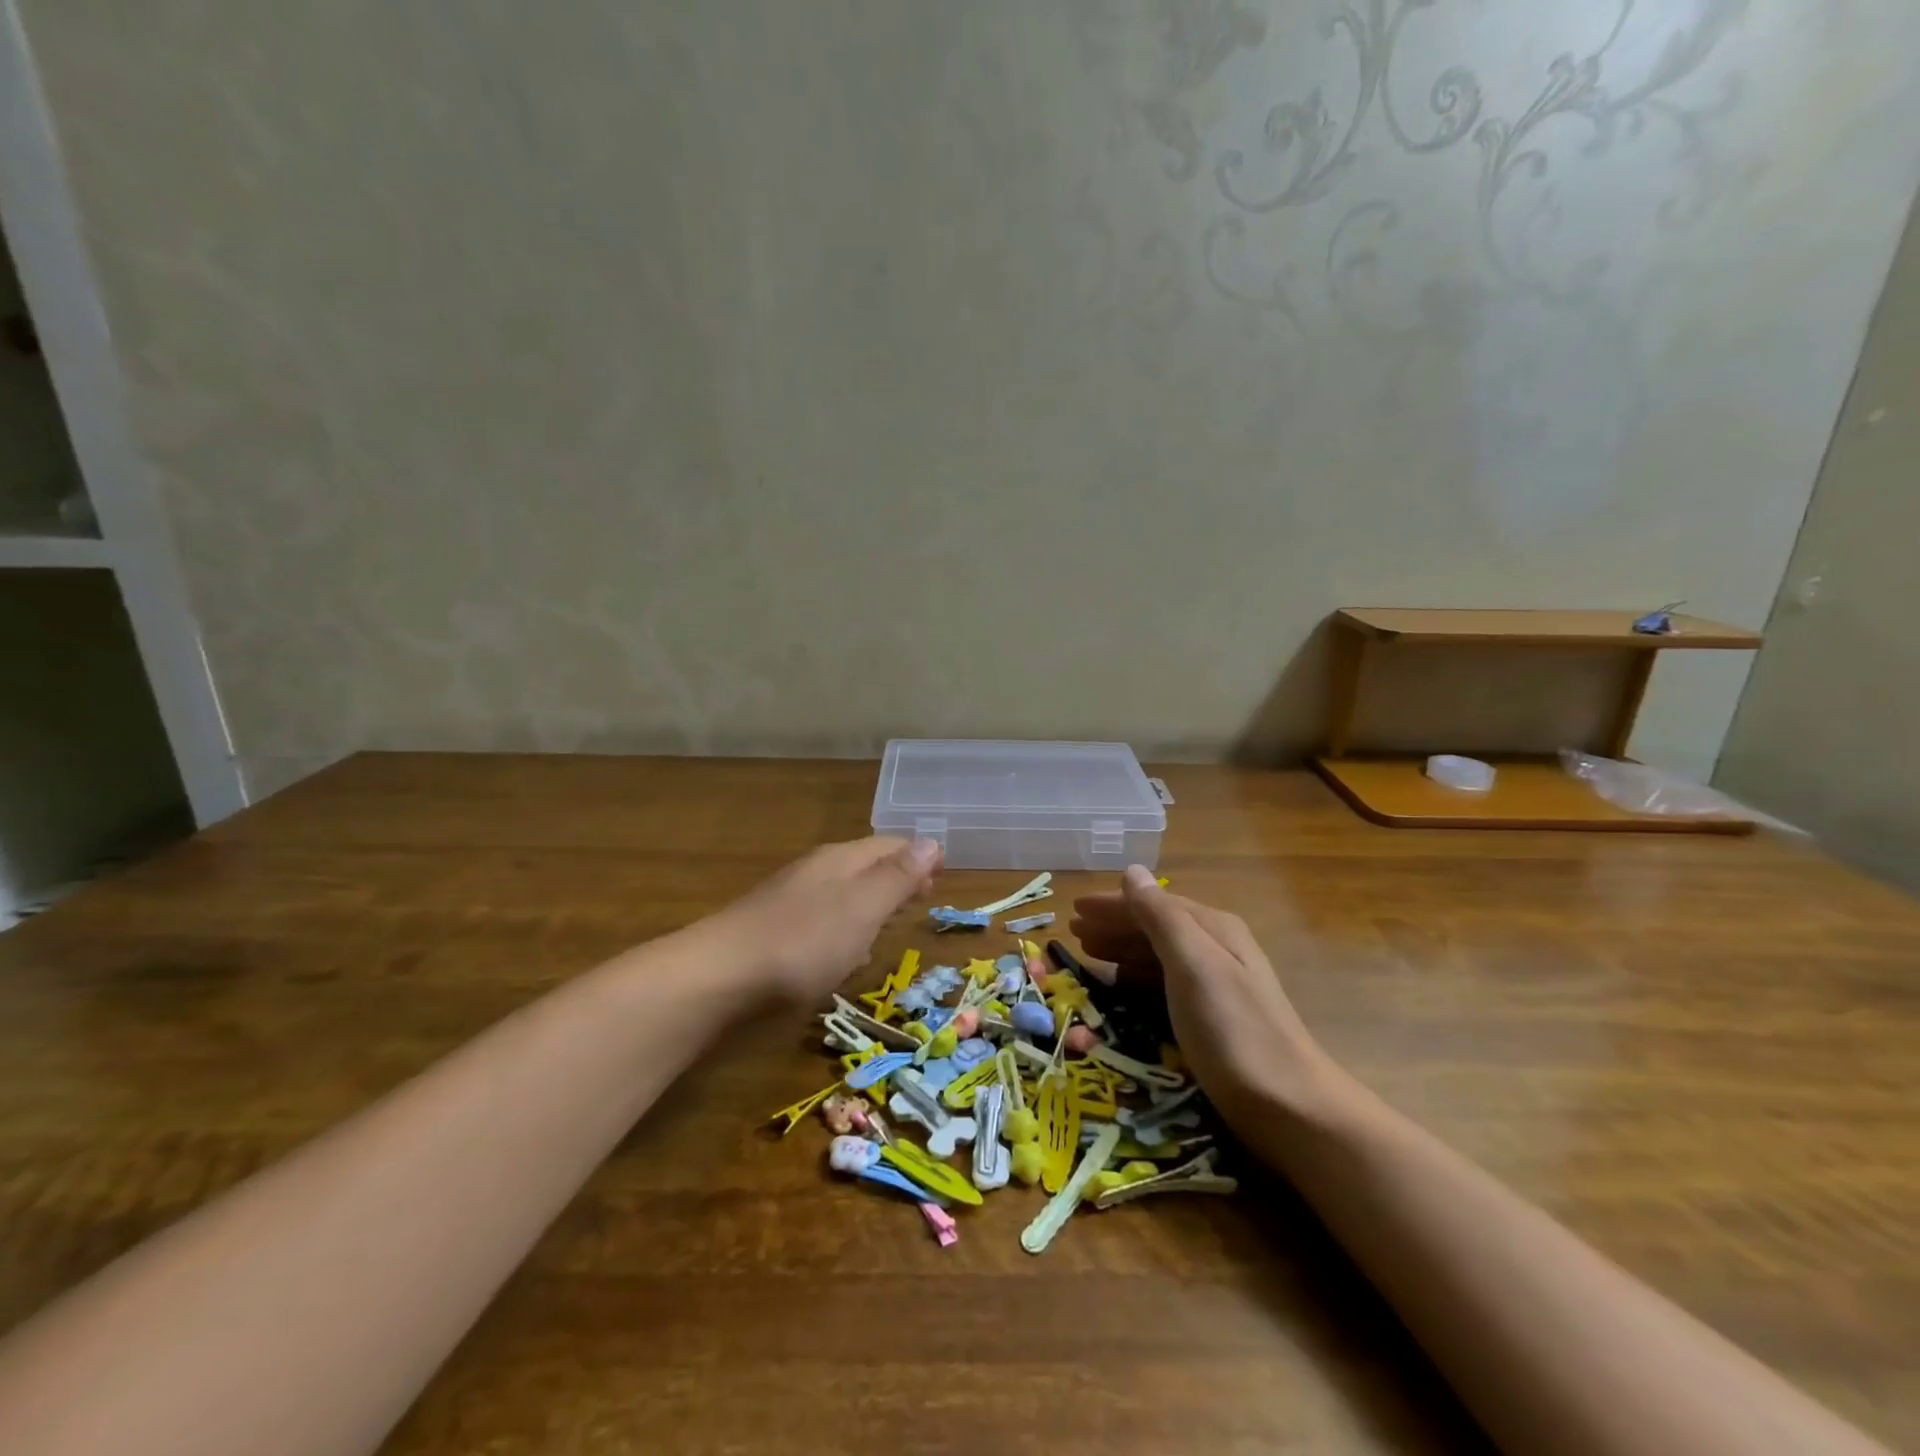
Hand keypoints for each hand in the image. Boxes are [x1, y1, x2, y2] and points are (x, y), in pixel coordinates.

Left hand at [702, 837, 942, 1004]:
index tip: (942, 875)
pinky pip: (821, 920)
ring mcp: (789, 900)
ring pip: (842, 894)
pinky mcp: (771, 931)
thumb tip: (931, 841)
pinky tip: (843, 953)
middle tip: (922, 897)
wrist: (719, 977)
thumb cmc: (804, 941)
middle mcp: (815, 872)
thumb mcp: (862, 907)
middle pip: (865, 866)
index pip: (888, 845)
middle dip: (896, 878)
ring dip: (871, 904)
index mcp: (841, 860)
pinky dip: (844, 928)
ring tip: (891, 924)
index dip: (918, 857)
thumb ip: (897, 877)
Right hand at [1071, 865, 1335, 1134]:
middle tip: (1074, 933)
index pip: (1152, 903)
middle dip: (1114, 925)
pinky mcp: (1214, 1017)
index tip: (1073, 910)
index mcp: (1212, 928)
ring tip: (1089, 953)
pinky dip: (1138, 976)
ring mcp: (1218, 984)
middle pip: (1155, 926)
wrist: (1290, 1106)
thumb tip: (1132, 871)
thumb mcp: (1192, 964)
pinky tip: (1123, 985)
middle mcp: (1217, 948)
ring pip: (1159, 954)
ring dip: (1122, 949)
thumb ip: (1160, 916)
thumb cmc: (1233, 1030)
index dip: (1112, 904)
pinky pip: (1165, 982)